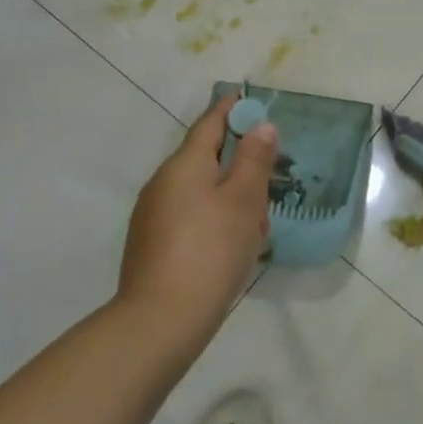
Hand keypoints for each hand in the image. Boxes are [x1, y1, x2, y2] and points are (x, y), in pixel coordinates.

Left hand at [117, 95, 275, 339]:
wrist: (159, 324)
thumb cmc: (210, 251)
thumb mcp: (243, 201)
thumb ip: (254, 159)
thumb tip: (261, 125)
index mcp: (183, 165)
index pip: (209, 123)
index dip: (232, 109)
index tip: (251, 100)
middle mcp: (162, 184)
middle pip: (206, 158)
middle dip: (239, 163)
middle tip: (269, 178)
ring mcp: (153, 216)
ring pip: (200, 191)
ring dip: (230, 196)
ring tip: (257, 224)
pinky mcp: (153, 245)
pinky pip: (190, 216)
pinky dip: (214, 219)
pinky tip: (233, 247)